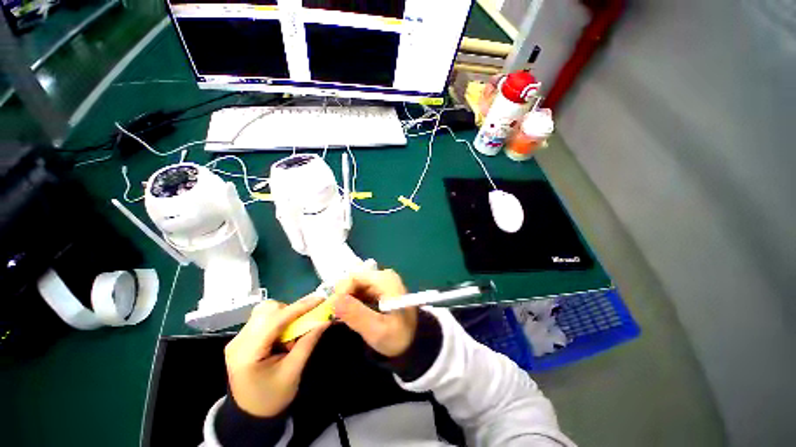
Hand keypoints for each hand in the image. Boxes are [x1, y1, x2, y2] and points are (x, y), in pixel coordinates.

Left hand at [224, 297, 329, 416]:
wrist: (251, 414)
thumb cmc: (272, 397)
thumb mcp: (293, 372)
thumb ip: (308, 342)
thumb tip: (326, 319)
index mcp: (247, 354)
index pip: (275, 320)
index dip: (299, 307)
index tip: (320, 299)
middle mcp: (238, 341)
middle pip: (267, 310)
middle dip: (291, 311)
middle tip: (304, 323)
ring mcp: (237, 339)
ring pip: (265, 311)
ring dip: (285, 315)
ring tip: (291, 334)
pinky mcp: (242, 338)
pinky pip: (263, 318)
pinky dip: (279, 321)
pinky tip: (283, 337)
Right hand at [332, 269, 416, 356]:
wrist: (413, 341)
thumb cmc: (398, 337)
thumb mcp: (377, 331)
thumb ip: (357, 316)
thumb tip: (334, 301)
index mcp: (386, 280)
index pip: (355, 276)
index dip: (341, 291)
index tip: (333, 310)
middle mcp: (384, 275)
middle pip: (354, 278)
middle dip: (343, 296)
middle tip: (337, 316)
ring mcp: (381, 280)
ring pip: (355, 284)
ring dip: (346, 299)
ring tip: (345, 317)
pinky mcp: (378, 287)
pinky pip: (360, 289)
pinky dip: (352, 300)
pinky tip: (353, 313)